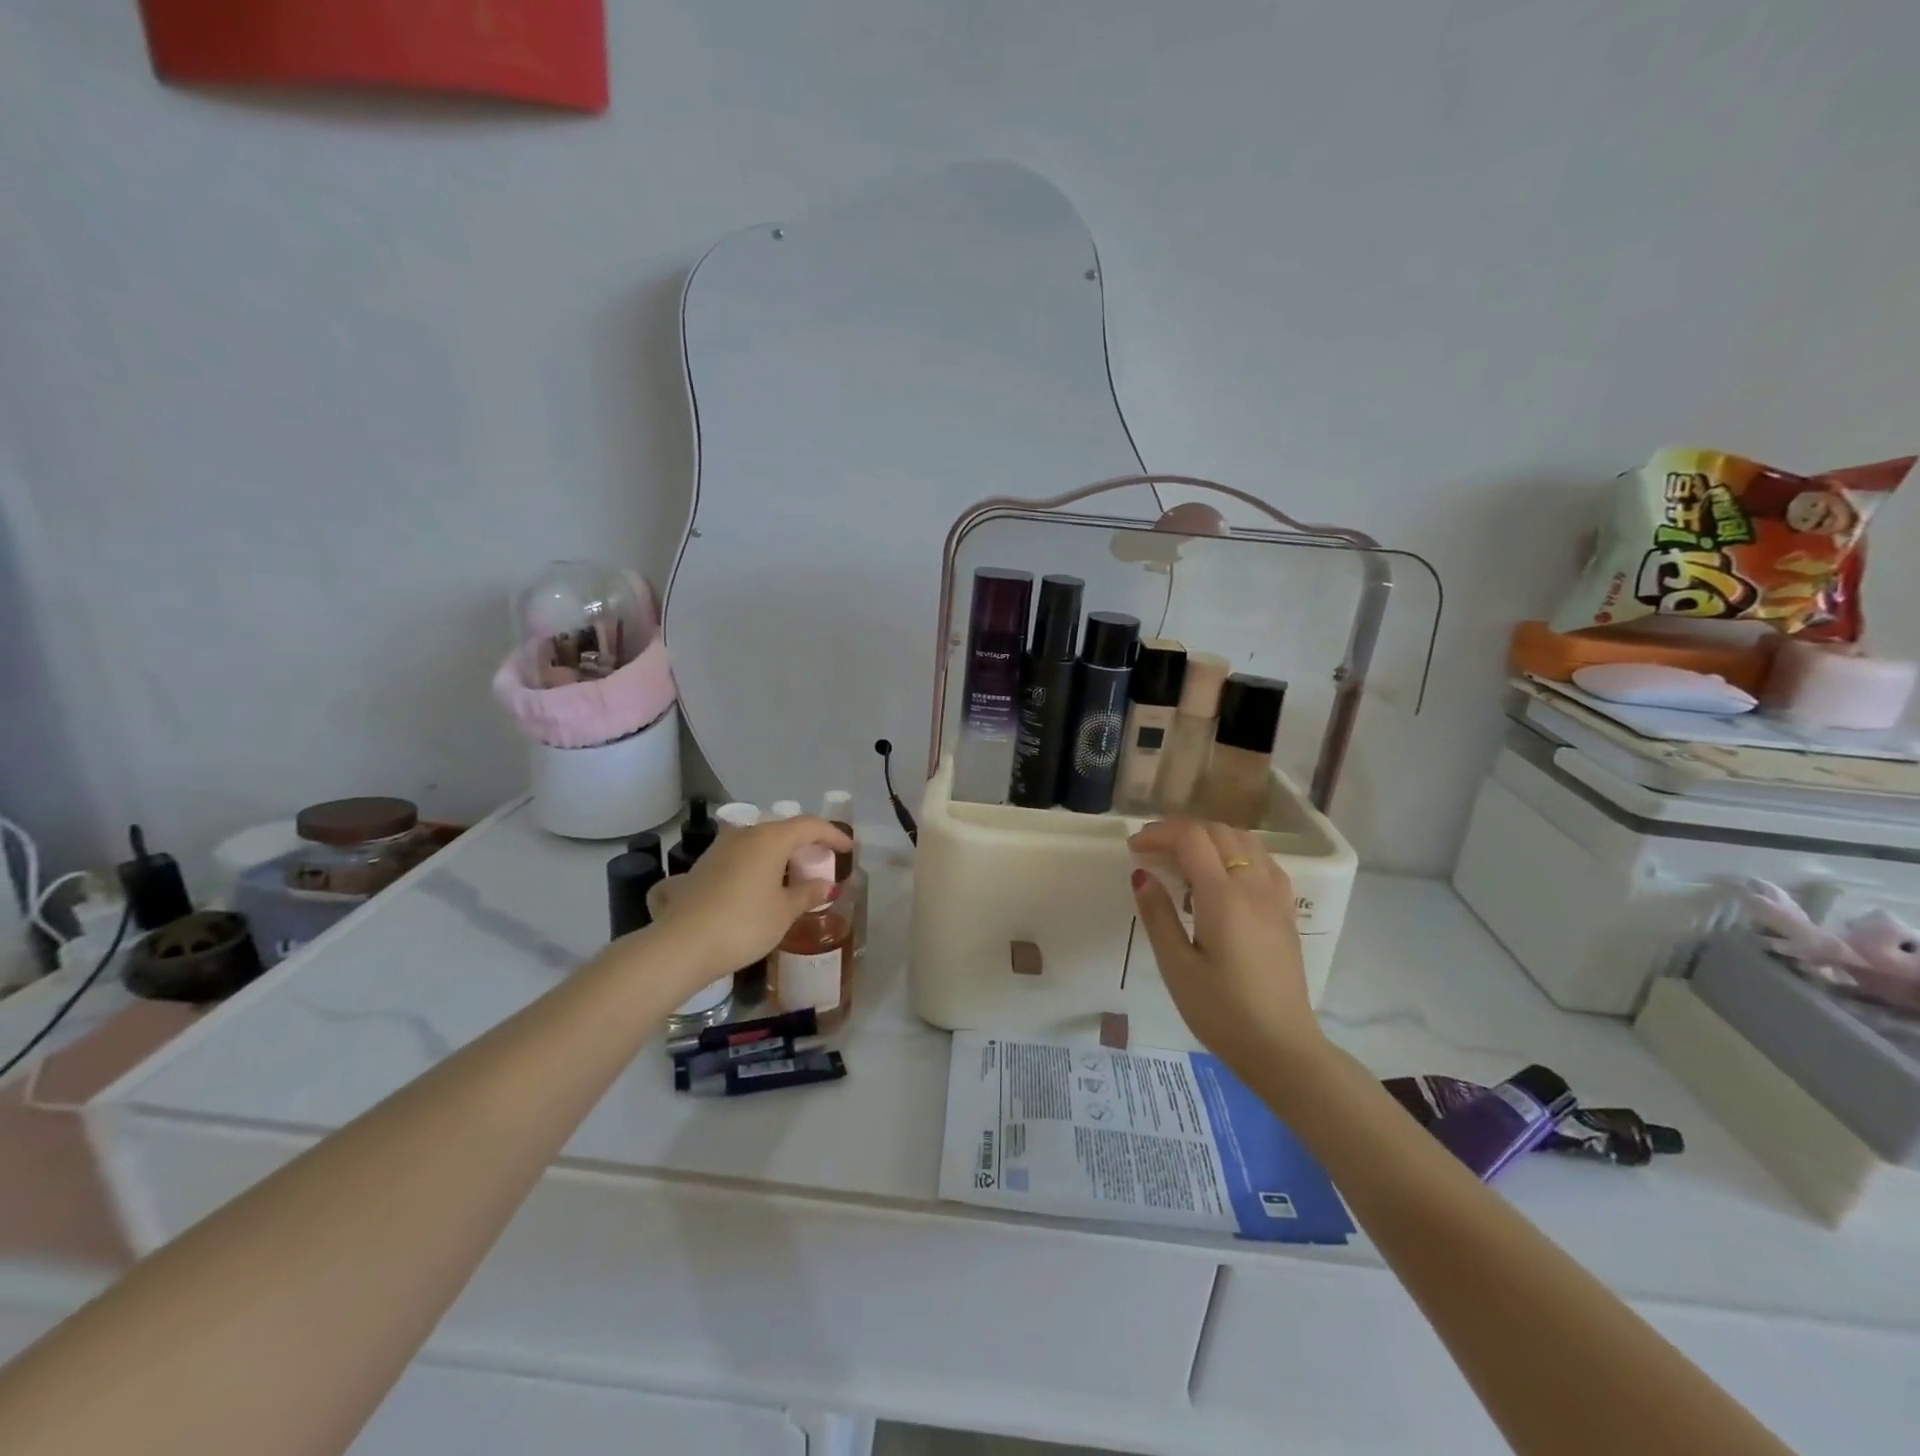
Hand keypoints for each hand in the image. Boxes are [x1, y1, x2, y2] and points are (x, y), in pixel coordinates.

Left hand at [644, 815, 850, 989]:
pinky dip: (757, 865)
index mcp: (770, 839)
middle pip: (782, 830)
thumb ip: (807, 894)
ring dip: (778, 854)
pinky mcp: (701, 868)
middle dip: (804, 843)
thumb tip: (826, 885)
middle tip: (820, 861)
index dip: (833, 835)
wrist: (680, 946)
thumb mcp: (784, 912)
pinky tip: (758, 887)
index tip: (848, 848)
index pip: (810, 826)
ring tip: (791, 875)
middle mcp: (744, 835)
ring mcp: (718, 849)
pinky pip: (739, 857)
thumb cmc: (743, 925)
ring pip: (758, 842)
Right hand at [1128, 818, 1329, 1080]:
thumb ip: (1158, 915)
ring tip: (1183, 858)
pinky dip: (1236, 851)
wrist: (1281, 1048)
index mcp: (1224, 898)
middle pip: (1218, 831)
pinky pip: (1263, 860)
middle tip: (1151, 851)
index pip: (1191, 838)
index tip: (1134, 849)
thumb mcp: (1177, 967)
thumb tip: (1141, 874)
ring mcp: (1275, 897)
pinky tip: (1221, 874)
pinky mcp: (1285, 911)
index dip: (1158, 834)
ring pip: (1245, 839)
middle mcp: (1254, 886)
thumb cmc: (1221, 1012)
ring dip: (1210, 837)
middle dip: (1180, 831)